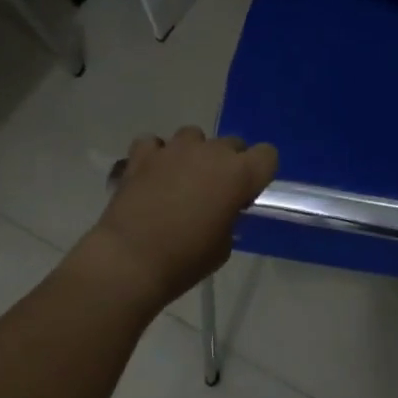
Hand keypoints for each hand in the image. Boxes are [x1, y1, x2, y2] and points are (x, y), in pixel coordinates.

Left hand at [79, 126, 277, 310]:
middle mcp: (212, 152)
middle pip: (232, 143)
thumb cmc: (185, 260)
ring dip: (192, 154)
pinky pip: (155, 143)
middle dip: (227, 163)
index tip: (246, 193)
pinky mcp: (143, 153)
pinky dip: (155, 155)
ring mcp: (175, 148)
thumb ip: (229, 216)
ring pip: (194, 136)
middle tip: (213, 192)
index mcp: (239, 174)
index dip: (260, 172)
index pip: (268, 155)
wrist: (129, 261)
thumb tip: (222, 208)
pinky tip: (151, 174)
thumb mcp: (223, 245)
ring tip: (179, 180)